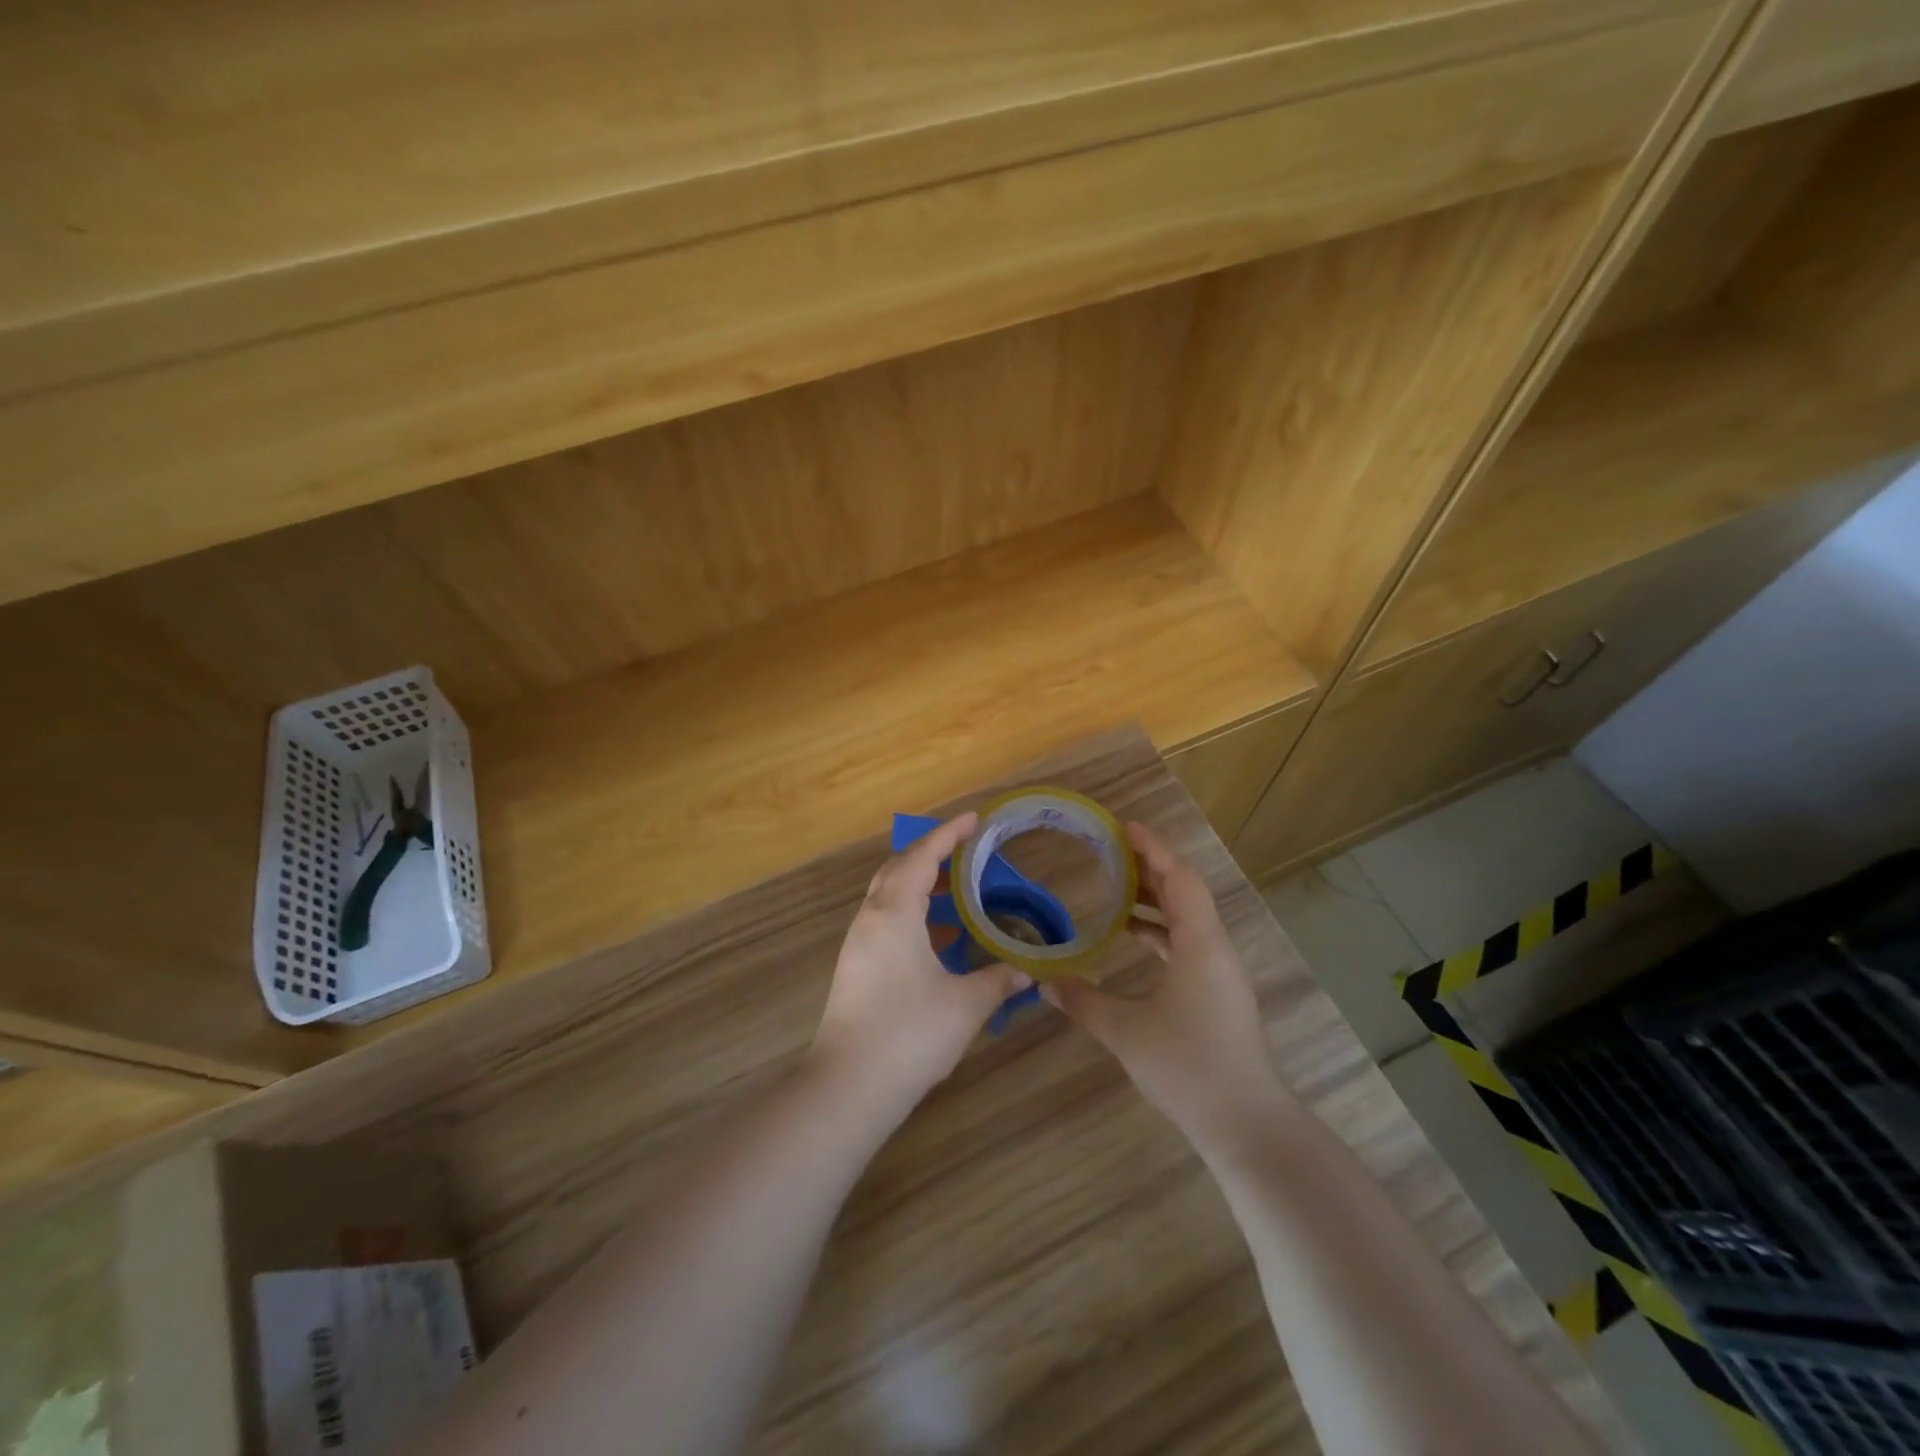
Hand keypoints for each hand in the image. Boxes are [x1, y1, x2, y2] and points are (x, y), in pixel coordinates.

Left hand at [810, 812, 1025, 1113]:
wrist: (848, 1086)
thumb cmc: (909, 1034)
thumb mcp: (965, 1005)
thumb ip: (997, 981)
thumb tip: (1024, 972)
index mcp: (894, 913)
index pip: (922, 856)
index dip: (948, 834)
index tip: (974, 819)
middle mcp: (871, 919)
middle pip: (899, 869)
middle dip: (931, 854)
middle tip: (966, 851)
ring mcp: (859, 944)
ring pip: (889, 896)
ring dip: (921, 886)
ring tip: (958, 891)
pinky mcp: (856, 968)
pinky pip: (886, 922)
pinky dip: (913, 915)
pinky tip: (939, 938)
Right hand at [1044, 821, 1289, 1158]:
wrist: (1245, 1124)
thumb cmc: (1187, 1066)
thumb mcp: (1125, 1031)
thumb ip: (1083, 1001)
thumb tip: (1044, 982)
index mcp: (1200, 943)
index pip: (1178, 878)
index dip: (1152, 848)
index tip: (1124, 827)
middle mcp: (1215, 948)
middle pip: (1185, 892)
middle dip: (1150, 868)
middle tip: (1111, 853)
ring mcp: (1221, 972)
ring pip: (1188, 919)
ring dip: (1155, 901)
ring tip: (1116, 891)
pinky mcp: (1219, 993)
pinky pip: (1189, 943)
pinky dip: (1161, 931)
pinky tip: (1133, 939)